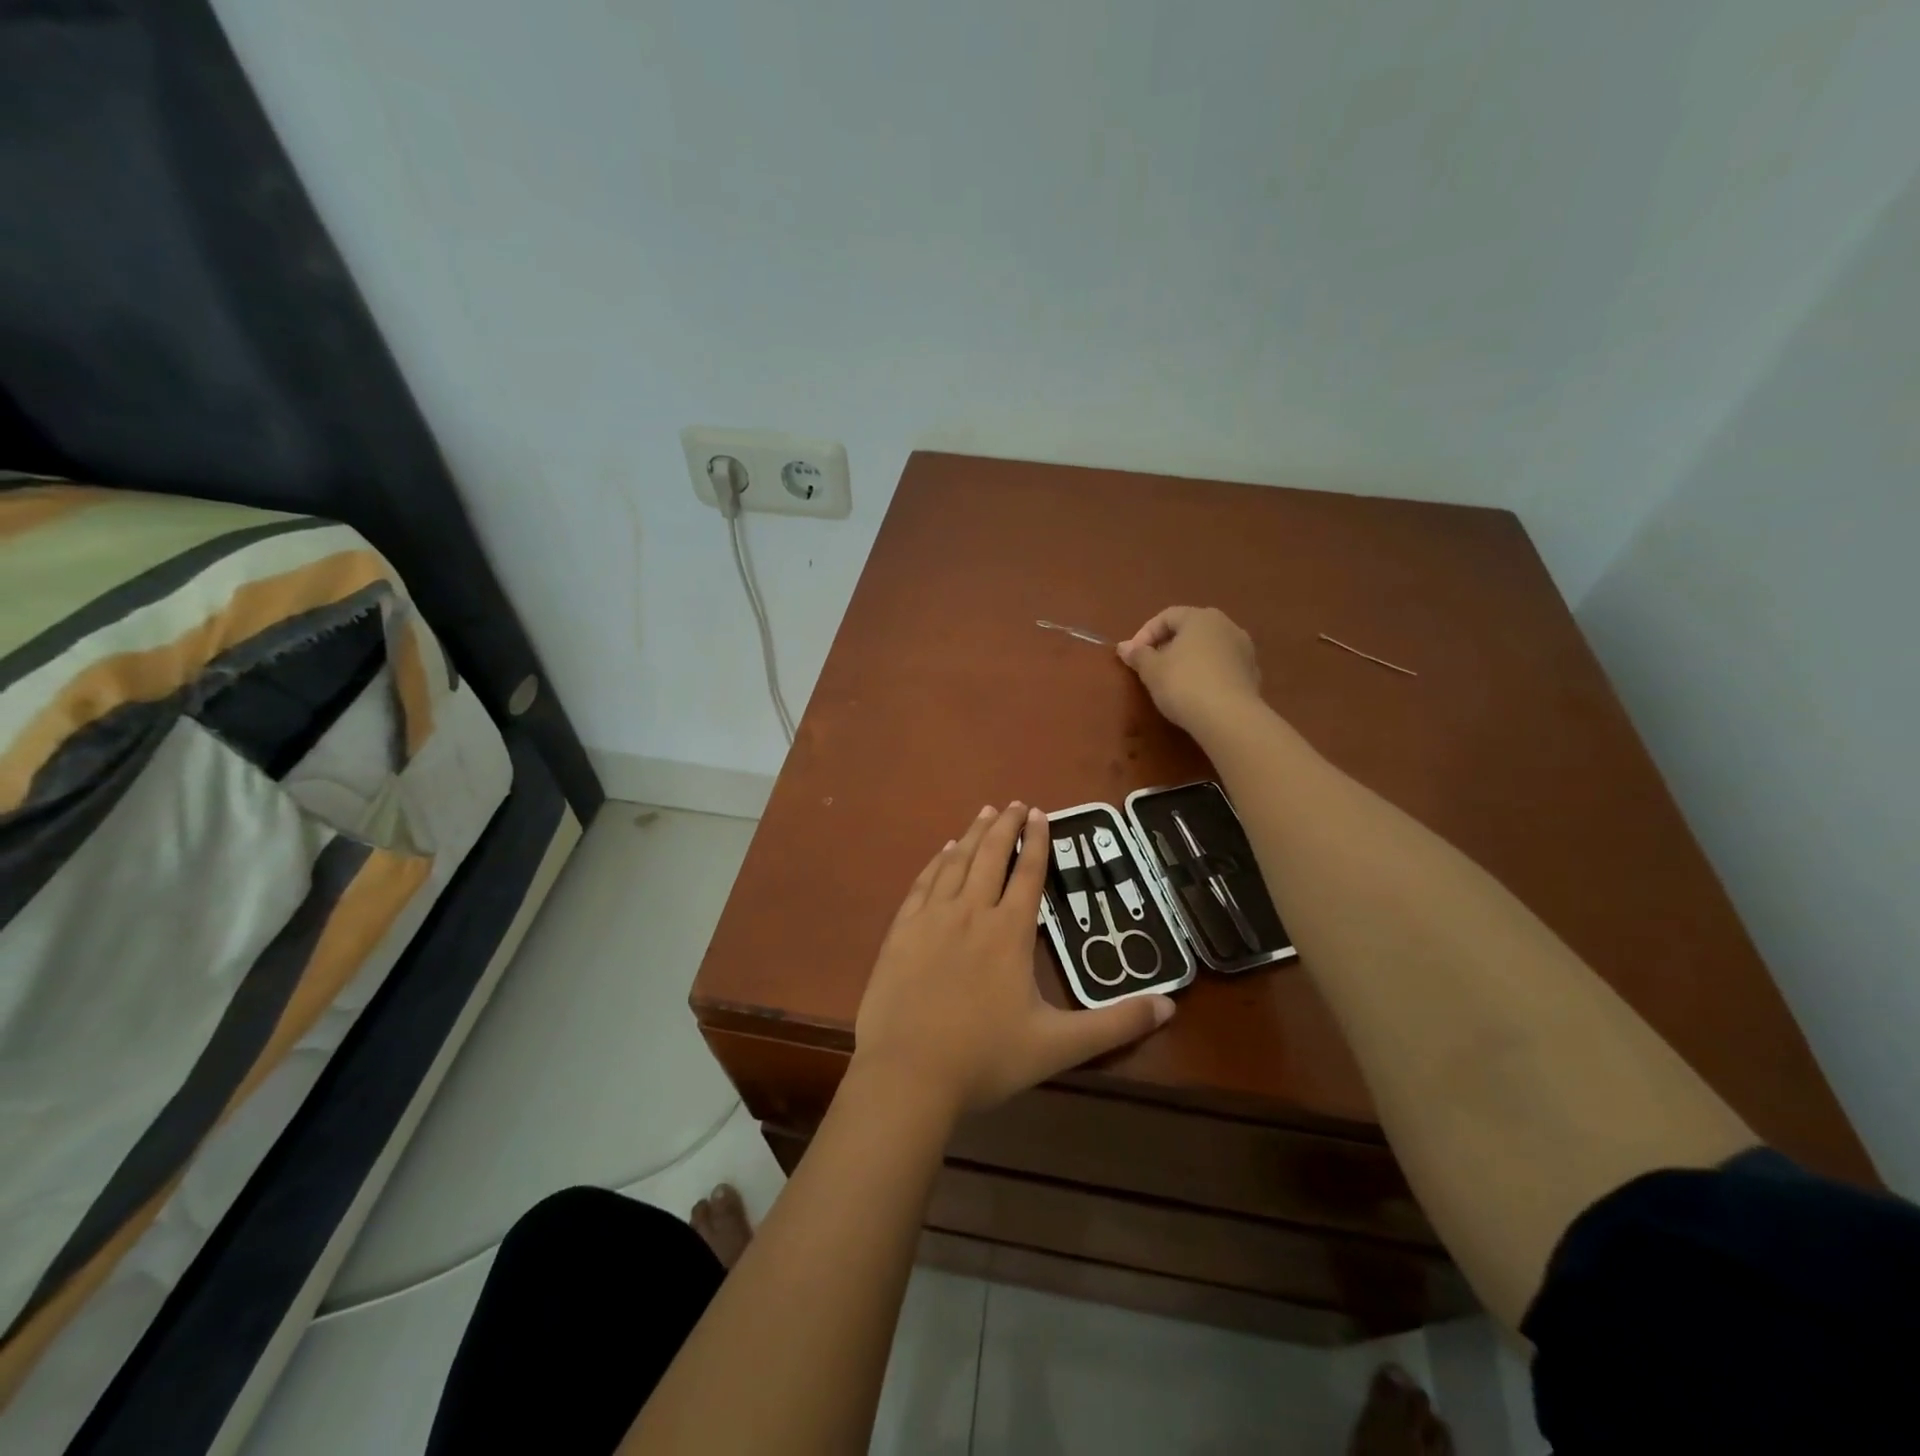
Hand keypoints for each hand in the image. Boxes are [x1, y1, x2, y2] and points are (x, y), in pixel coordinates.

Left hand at [853, 802, 1175, 1117]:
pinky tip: (943, 851)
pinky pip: (923, 883)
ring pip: (956, 862)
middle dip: (1005, 826)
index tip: (1040, 813)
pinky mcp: (902, 930)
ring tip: (984, 812)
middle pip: (991, 856)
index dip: (1037, 841)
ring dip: (973, 834)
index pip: (1029, 874)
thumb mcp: (1058, 1046)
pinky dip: (936, 861)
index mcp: (1009, 932)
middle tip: (1014, 803)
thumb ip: (1115, 1024)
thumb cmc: (985, 1058)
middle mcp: (971, 912)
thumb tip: (1170, 1005)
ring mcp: (932, 918)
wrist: (907, 1074)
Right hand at [1116, 606, 1261, 734]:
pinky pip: (1222, 667)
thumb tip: (1124, 647)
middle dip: (1168, 646)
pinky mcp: (1252, 674)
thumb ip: (1138, 655)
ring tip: (1173, 682)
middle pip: (1190, 630)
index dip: (1145, 634)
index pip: (1166, 616)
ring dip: (1189, 660)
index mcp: (1200, 617)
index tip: (1132, 657)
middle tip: (1151, 667)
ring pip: (1208, 648)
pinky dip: (1206, 674)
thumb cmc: (1184, 684)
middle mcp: (1226, 625)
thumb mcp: (1151, 670)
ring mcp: (1244, 649)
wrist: (1229, 718)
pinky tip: (1197, 694)